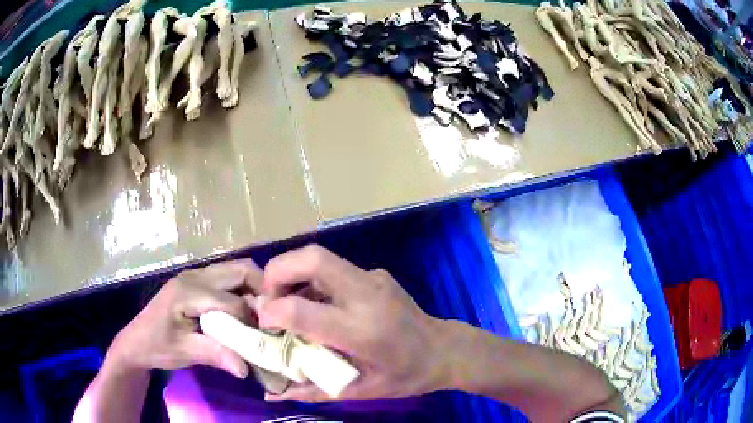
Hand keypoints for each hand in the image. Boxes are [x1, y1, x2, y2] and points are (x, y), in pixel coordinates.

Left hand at [106, 260, 262, 378]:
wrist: (136, 341)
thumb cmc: (158, 346)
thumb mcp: (184, 352)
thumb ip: (215, 355)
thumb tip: (246, 369)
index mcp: (189, 291)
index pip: (233, 300)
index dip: (252, 319)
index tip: (267, 337)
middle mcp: (195, 275)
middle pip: (240, 270)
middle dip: (262, 290)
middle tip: (272, 317)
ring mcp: (195, 275)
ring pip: (236, 269)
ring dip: (253, 288)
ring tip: (261, 314)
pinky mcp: (196, 281)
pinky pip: (227, 277)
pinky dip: (242, 290)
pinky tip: (244, 311)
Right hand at [257, 245, 449, 401]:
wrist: (443, 350)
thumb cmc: (404, 376)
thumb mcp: (359, 391)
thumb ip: (312, 391)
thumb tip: (272, 394)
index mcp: (362, 331)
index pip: (302, 310)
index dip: (272, 312)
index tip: (264, 323)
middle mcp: (367, 295)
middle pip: (312, 259)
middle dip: (277, 271)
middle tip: (267, 297)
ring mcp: (374, 278)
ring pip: (320, 257)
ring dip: (292, 272)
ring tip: (284, 300)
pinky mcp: (376, 274)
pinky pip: (334, 268)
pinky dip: (312, 279)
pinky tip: (314, 303)